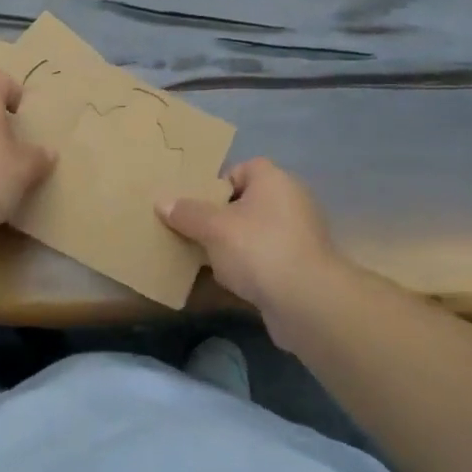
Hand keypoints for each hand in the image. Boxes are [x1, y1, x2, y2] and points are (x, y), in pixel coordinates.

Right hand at [156, 158, 345, 323]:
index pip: (241, 169)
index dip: (217, 184)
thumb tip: (163, 202)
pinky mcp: (300, 268)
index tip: (195, 205)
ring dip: (232, 247)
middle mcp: (291, 201)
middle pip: (246, 203)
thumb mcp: (214, 228)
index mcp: (273, 180)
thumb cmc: (259, 249)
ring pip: (254, 234)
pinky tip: (227, 284)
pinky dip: (248, 269)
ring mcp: (299, 236)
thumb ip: (187, 213)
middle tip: (193, 232)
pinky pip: (265, 260)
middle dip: (219, 219)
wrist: (308, 302)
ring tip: (204, 260)